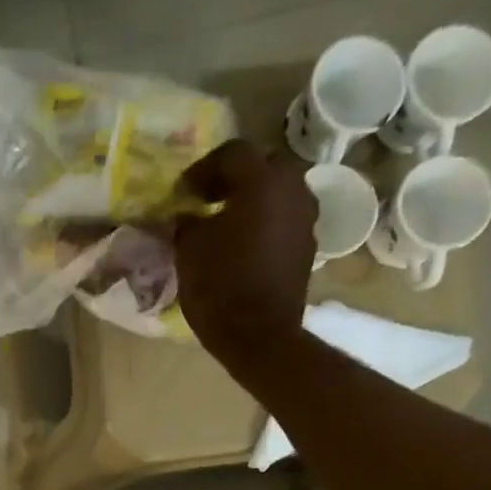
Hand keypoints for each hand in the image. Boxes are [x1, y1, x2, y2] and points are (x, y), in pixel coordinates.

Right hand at [173, 140, 317, 359]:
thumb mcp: (189, 250)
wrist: (259, 335)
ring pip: (278, 192)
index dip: (203, 169)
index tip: (183, 191)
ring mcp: (306, 218)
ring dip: (252, 199)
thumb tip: (187, 215)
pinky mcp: (307, 245)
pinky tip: (242, 242)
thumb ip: (187, 223)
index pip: (233, 153)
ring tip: (224, 221)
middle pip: (263, 166)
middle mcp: (293, 190)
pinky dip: (264, 221)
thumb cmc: (220, 287)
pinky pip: (284, 218)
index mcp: (262, 182)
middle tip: (206, 198)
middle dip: (234, 178)